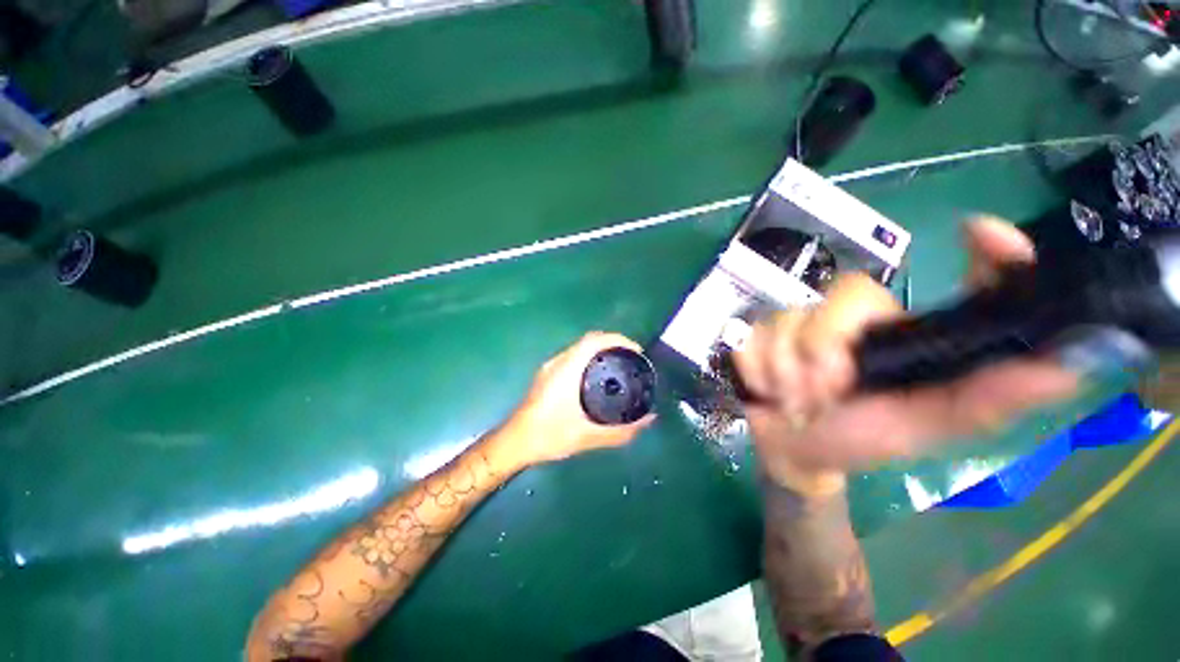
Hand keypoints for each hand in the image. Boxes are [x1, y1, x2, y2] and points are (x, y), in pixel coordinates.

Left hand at [499, 332, 655, 467]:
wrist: (515, 441)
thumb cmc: (549, 436)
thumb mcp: (588, 436)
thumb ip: (621, 431)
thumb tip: (649, 420)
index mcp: (567, 370)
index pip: (594, 340)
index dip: (617, 339)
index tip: (635, 351)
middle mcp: (558, 362)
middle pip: (589, 340)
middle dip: (613, 344)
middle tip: (632, 359)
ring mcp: (550, 367)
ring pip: (580, 347)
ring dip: (600, 350)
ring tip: (619, 365)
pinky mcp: (547, 373)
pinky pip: (573, 356)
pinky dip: (590, 358)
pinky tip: (598, 376)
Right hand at [734, 216, 1079, 493]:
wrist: (794, 449)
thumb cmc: (865, 439)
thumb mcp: (927, 428)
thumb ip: (985, 401)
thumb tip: (1065, 370)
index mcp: (912, 332)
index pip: (960, 279)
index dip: (985, 254)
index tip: (979, 232)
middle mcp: (860, 315)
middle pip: (845, 296)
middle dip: (827, 352)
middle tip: (828, 392)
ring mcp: (802, 320)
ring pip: (789, 322)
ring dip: (789, 372)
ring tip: (797, 400)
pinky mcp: (759, 332)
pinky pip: (754, 340)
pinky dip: (760, 371)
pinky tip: (768, 389)